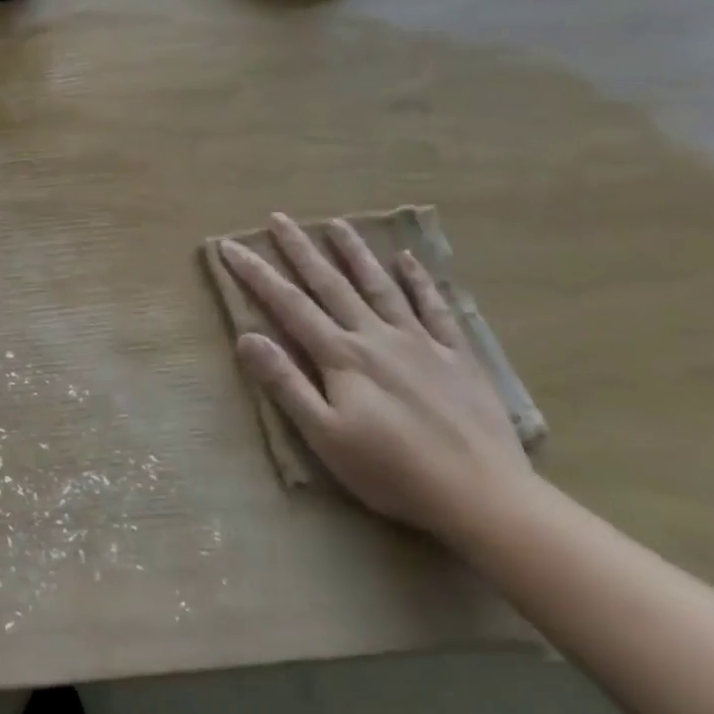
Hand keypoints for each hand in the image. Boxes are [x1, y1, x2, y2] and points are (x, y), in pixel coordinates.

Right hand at [220, 214, 537, 541]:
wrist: (481, 495)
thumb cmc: (391, 471)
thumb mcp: (324, 435)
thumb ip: (286, 383)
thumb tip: (247, 337)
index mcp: (342, 356)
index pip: (289, 305)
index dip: (257, 274)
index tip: (231, 248)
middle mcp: (377, 337)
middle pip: (332, 284)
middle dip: (301, 250)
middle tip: (280, 218)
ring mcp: (421, 342)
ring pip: (380, 286)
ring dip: (355, 253)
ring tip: (337, 224)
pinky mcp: (457, 357)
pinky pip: (436, 308)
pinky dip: (419, 281)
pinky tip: (408, 259)